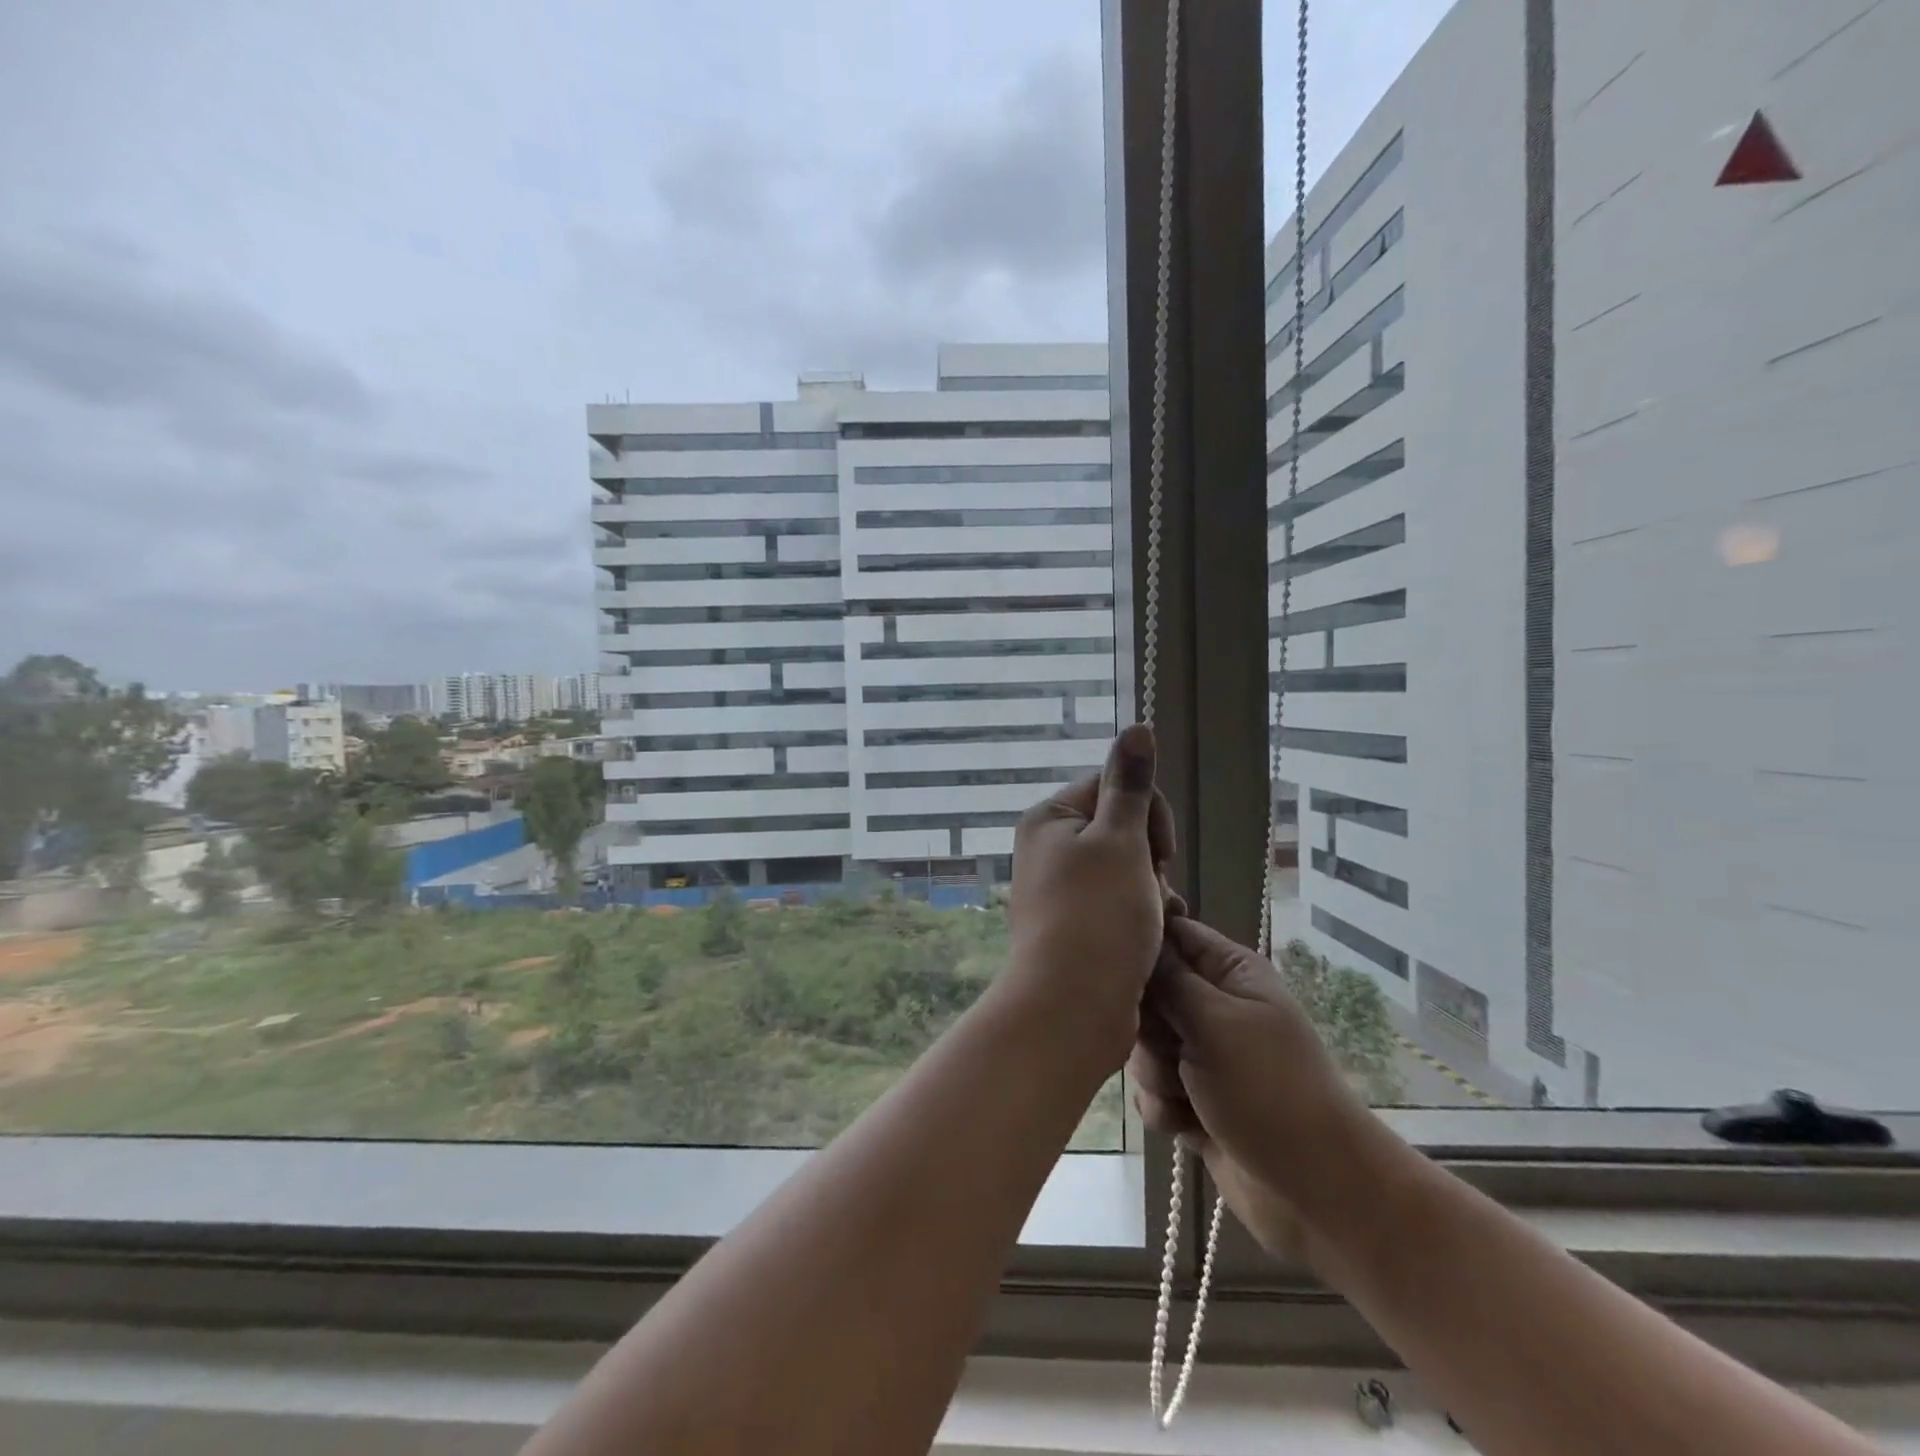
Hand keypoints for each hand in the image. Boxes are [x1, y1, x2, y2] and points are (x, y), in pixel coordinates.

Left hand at [1007, 724, 1175, 1060]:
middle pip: (1122, 827)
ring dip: (1151, 890)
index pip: (1115, 785)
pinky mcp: (1073, 923)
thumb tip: (1137, 726)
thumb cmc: (1098, 917)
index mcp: (1050, 817)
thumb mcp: (1120, 841)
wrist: (1072, 1009)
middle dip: (1151, 857)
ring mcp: (1058, 888)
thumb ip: (1130, 784)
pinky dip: (1138, 915)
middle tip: (1154, 891)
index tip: (1158, 854)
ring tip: (1151, 921)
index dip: (1149, 816)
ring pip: (1126, 868)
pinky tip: (1147, 940)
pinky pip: (1117, 902)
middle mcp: (1047, 846)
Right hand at [1128, 916, 1365, 1255]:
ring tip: (1184, 1096)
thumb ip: (1168, 980)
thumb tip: (1136, 939)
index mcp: (1230, 972)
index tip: (1116, 968)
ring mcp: (1204, 1056)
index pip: (1171, 932)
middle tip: (1168, 1048)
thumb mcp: (1216, 1022)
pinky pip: (1152, 1091)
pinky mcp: (1193, 1101)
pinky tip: (1185, 1127)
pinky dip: (1164, 1109)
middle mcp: (1214, 1007)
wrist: (1317, 1194)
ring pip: (1144, 1046)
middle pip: (1148, 994)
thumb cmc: (1270, 1091)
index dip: (1142, 946)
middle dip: (1147, 1027)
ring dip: (1155, 1075)